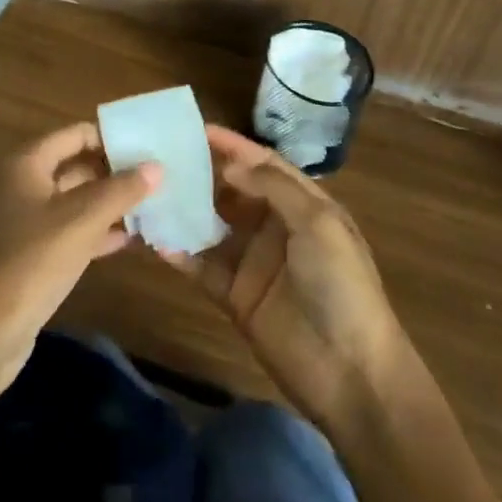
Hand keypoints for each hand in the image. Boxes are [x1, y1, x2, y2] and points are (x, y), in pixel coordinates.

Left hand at [0, 122, 160, 390]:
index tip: (148, 145)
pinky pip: (73, 230)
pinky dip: (99, 231)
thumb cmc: (34, 261)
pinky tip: (132, 238)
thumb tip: (157, 166)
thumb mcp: (83, 219)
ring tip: (154, 203)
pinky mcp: (35, 254)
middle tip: (158, 175)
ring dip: (112, 202)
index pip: (77, 134)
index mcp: (29, 163)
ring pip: (78, 200)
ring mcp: (29, 220)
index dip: (111, 137)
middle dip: (116, 171)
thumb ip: (121, 190)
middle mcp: (26, 184)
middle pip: (79, 165)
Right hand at [165, 125, 409, 429]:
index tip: (196, 128)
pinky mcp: (236, 296)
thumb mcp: (318, 224)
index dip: (233, 145)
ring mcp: (254, 262)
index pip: (263, 163)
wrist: (351, 373)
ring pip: (213, 225)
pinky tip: (154, 238)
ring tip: (150, 191)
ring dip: (186, 210)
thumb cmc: (341, 285)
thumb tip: (229, 162)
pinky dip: (180, 253)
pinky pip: (203, 267)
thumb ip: (273, 187)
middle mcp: (276, 226)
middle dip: (202, 173)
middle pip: (233, 190)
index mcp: (304, 204)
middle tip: (162, 156)